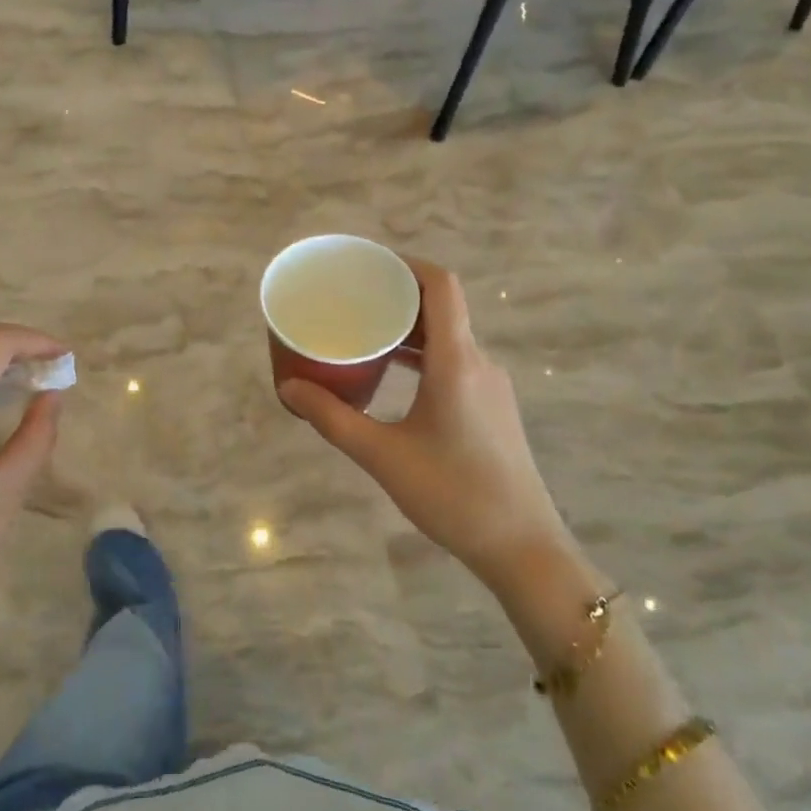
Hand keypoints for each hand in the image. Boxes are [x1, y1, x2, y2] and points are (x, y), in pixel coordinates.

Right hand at [280, 259, 568, 591]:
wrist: (522, 546)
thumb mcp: (382, 455)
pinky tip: (394, 376)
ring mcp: (490, 385)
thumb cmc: (452, 494)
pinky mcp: (492, 407)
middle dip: (398, 296)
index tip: (368, 265)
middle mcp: (479, 362)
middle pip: (442, 307)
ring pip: (448, 337)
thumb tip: (288, 388)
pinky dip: (423, 356)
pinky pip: (455, 362)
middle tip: (353, 300)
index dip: (407, 264)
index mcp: (457, 361)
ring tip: (365, 334)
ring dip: (410, 329)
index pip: (442, 285)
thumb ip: (332, 418)